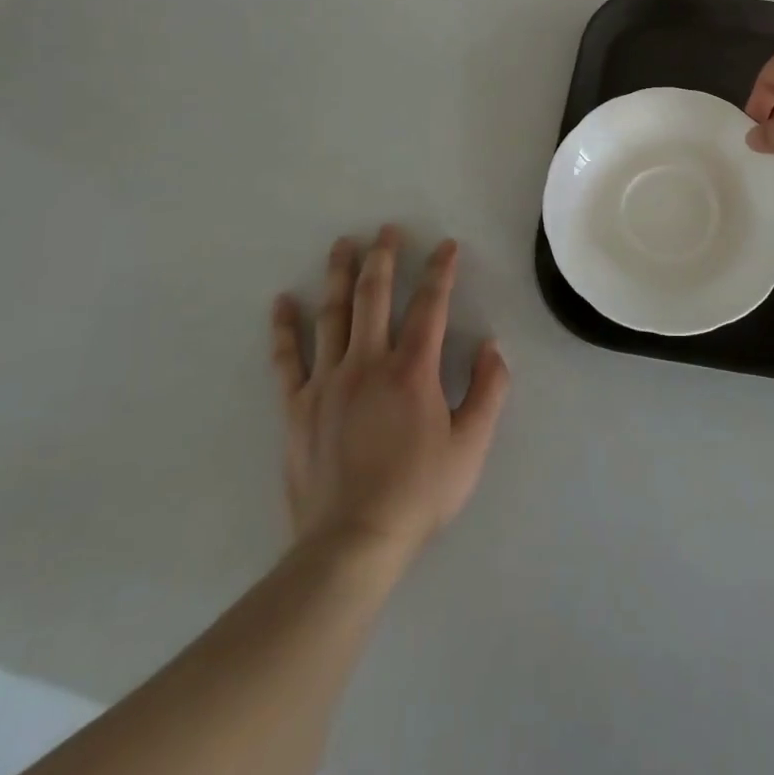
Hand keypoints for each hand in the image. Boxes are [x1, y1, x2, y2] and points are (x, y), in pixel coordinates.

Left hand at [271, 227, 509, 558]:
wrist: (351, 544)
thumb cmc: (418, 493)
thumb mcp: (471, 446)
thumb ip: (489, 390)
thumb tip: (492, 346)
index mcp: (412, 370)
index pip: (430, 305)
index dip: (441, 271)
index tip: (447, 245)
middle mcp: (367, 363)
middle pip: (374, 296)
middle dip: (384, 258)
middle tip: (387, 229)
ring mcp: (327, 382)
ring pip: (332, 315)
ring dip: (338, 276)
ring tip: (342, 245)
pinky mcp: (296, 407)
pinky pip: (287, 359)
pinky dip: (284, 328)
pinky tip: (281, 302)